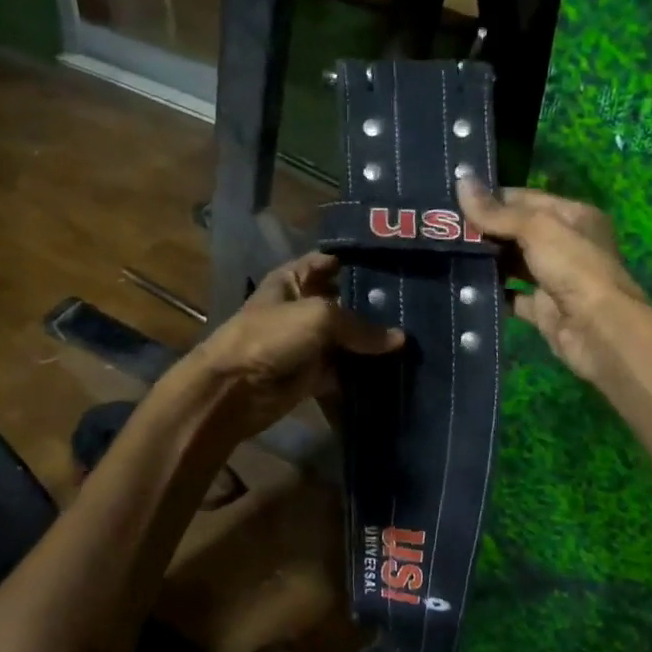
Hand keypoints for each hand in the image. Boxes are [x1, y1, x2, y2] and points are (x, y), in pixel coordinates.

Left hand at [186, 252, 403, 440]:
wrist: (233, 390)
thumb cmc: (271, 337)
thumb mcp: (319, 317)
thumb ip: (361, 326)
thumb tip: (400, 339)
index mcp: (294, 280)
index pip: (330, 262)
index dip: (359, 261)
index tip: (398, 265)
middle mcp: (303, 307)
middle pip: (345, 303)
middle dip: (376, 308)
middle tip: (417, 308)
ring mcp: (308, 342)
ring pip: (348, 340)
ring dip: (373, 344)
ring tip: (416, 342)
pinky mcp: (313, 374)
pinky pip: (344, 371)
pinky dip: (363, 375)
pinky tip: (396, 373)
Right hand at [458, 178, 645, 383]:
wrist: (599, 331)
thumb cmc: (573, 267)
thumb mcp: (537, 229)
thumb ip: (497, 212)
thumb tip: (460, 180)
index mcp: (573, 216)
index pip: (525, 199)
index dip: (492, 198)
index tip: (453, 200)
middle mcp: (566, 245)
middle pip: (517, 231)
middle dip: (483, 230)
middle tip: (442, 228)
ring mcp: (555, 279)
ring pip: (513, 264)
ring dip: (485, 260)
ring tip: (445, 253)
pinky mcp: (543, 309)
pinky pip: (512, 297)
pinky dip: (492, 293)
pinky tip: (463, 287)